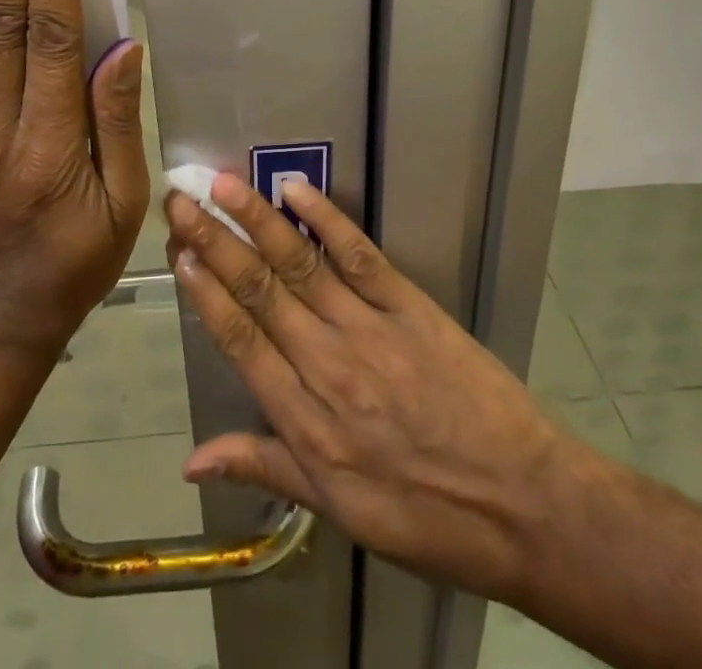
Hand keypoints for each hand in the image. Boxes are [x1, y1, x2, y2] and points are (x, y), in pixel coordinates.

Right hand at [163, 175, 595, 608]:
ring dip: (257, 220)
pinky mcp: (410, 306)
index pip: (240, 342)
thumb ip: (265, 467)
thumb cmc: (425, 516)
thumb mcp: (339, 511)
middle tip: (184, 200)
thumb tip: (191, 461)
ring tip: (224, 185)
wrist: (523, 505)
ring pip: (301, 265)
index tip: (178, 252)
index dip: (205, 294)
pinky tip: (297, 190)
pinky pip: (360, 256)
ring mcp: (369, 330)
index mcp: (305, 422)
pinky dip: (327, 220)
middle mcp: (328, 366)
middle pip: (260, 292)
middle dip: (216, 242)